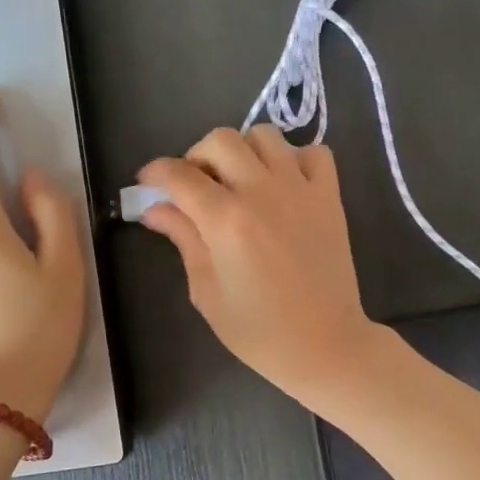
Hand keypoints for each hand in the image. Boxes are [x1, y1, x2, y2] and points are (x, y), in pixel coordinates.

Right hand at [138, 125, 380, 411]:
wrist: (325, 344)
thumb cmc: (258, 330)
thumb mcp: (207, 291)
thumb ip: (183, 240)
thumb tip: (156, 209)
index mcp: (226, 220)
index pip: (180, 175)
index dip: (155, 173)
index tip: (148, 184)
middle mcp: (262, 192)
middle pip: (220, 140)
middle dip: (197, 155)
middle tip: (195, 185)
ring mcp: (301, 189)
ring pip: (265, 136)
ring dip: (243, 150)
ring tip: (239, 180)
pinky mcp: (330, 196)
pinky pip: (314, 152)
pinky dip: (294, 158)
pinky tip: (284, 184)